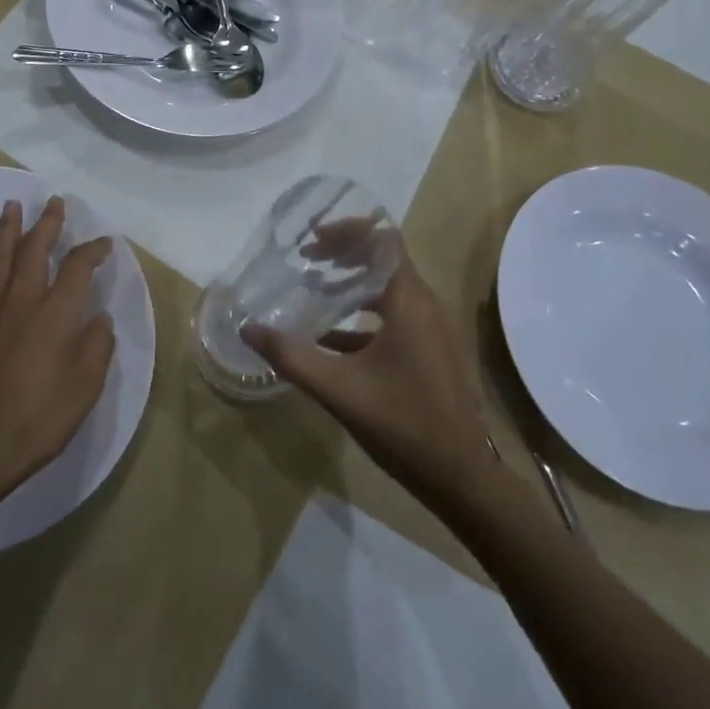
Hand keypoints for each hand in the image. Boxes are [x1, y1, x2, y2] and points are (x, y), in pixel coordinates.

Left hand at [0, 196, 114, 503]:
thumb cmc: (43, 415)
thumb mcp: (87, 383)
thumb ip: (97, 344)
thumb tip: (98, 319)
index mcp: (56, 312)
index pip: (78, 267)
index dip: (94, 251)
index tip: (105, 243)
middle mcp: (24, 302)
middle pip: (34, 251)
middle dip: (46, 224)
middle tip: (54, 202)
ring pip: (0, 260)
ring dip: (8, 231)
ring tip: (11, 207)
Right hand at [242, 254, 491, 507]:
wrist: (461, 477)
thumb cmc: (402, 424)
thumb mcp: (338, 389)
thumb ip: (291, 356)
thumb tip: (248, 329)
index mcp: (410, 302)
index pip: (384, 240)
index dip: (349, 230)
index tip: (313, 239)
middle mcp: (427, 305)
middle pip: (386, 261)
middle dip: (346, 254)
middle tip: (308, 258)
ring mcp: (434, 330)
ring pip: (390, 290)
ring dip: (354, 285)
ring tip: (315, 289)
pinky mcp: (434, 351)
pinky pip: (397, 317)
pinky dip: (365, 316)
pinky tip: (331, 338)